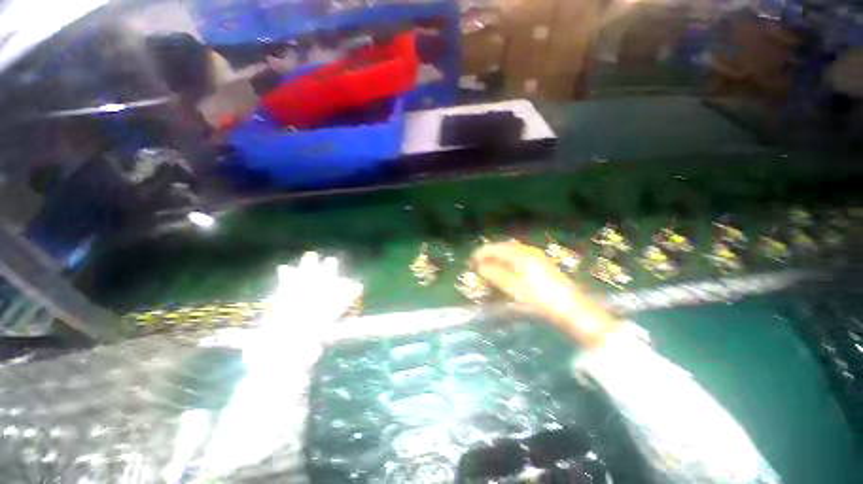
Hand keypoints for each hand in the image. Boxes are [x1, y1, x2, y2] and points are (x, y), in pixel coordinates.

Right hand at [472, 241, 618, 347]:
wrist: (571, 309)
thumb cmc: (540, 298)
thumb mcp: (514, 287)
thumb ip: (495, 274)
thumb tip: (480, 266)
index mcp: (521, 254)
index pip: (496, 248)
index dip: (482, 253)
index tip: (470, 260)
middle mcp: (528, 251)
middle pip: (503, 248)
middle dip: (489, 254)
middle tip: (477, 263)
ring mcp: (536, 257)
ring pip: (511, 253)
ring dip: (497, 258)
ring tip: (487, 267)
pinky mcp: (541, 265)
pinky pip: (518, 258)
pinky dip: (507, 262)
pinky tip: (504, 270)